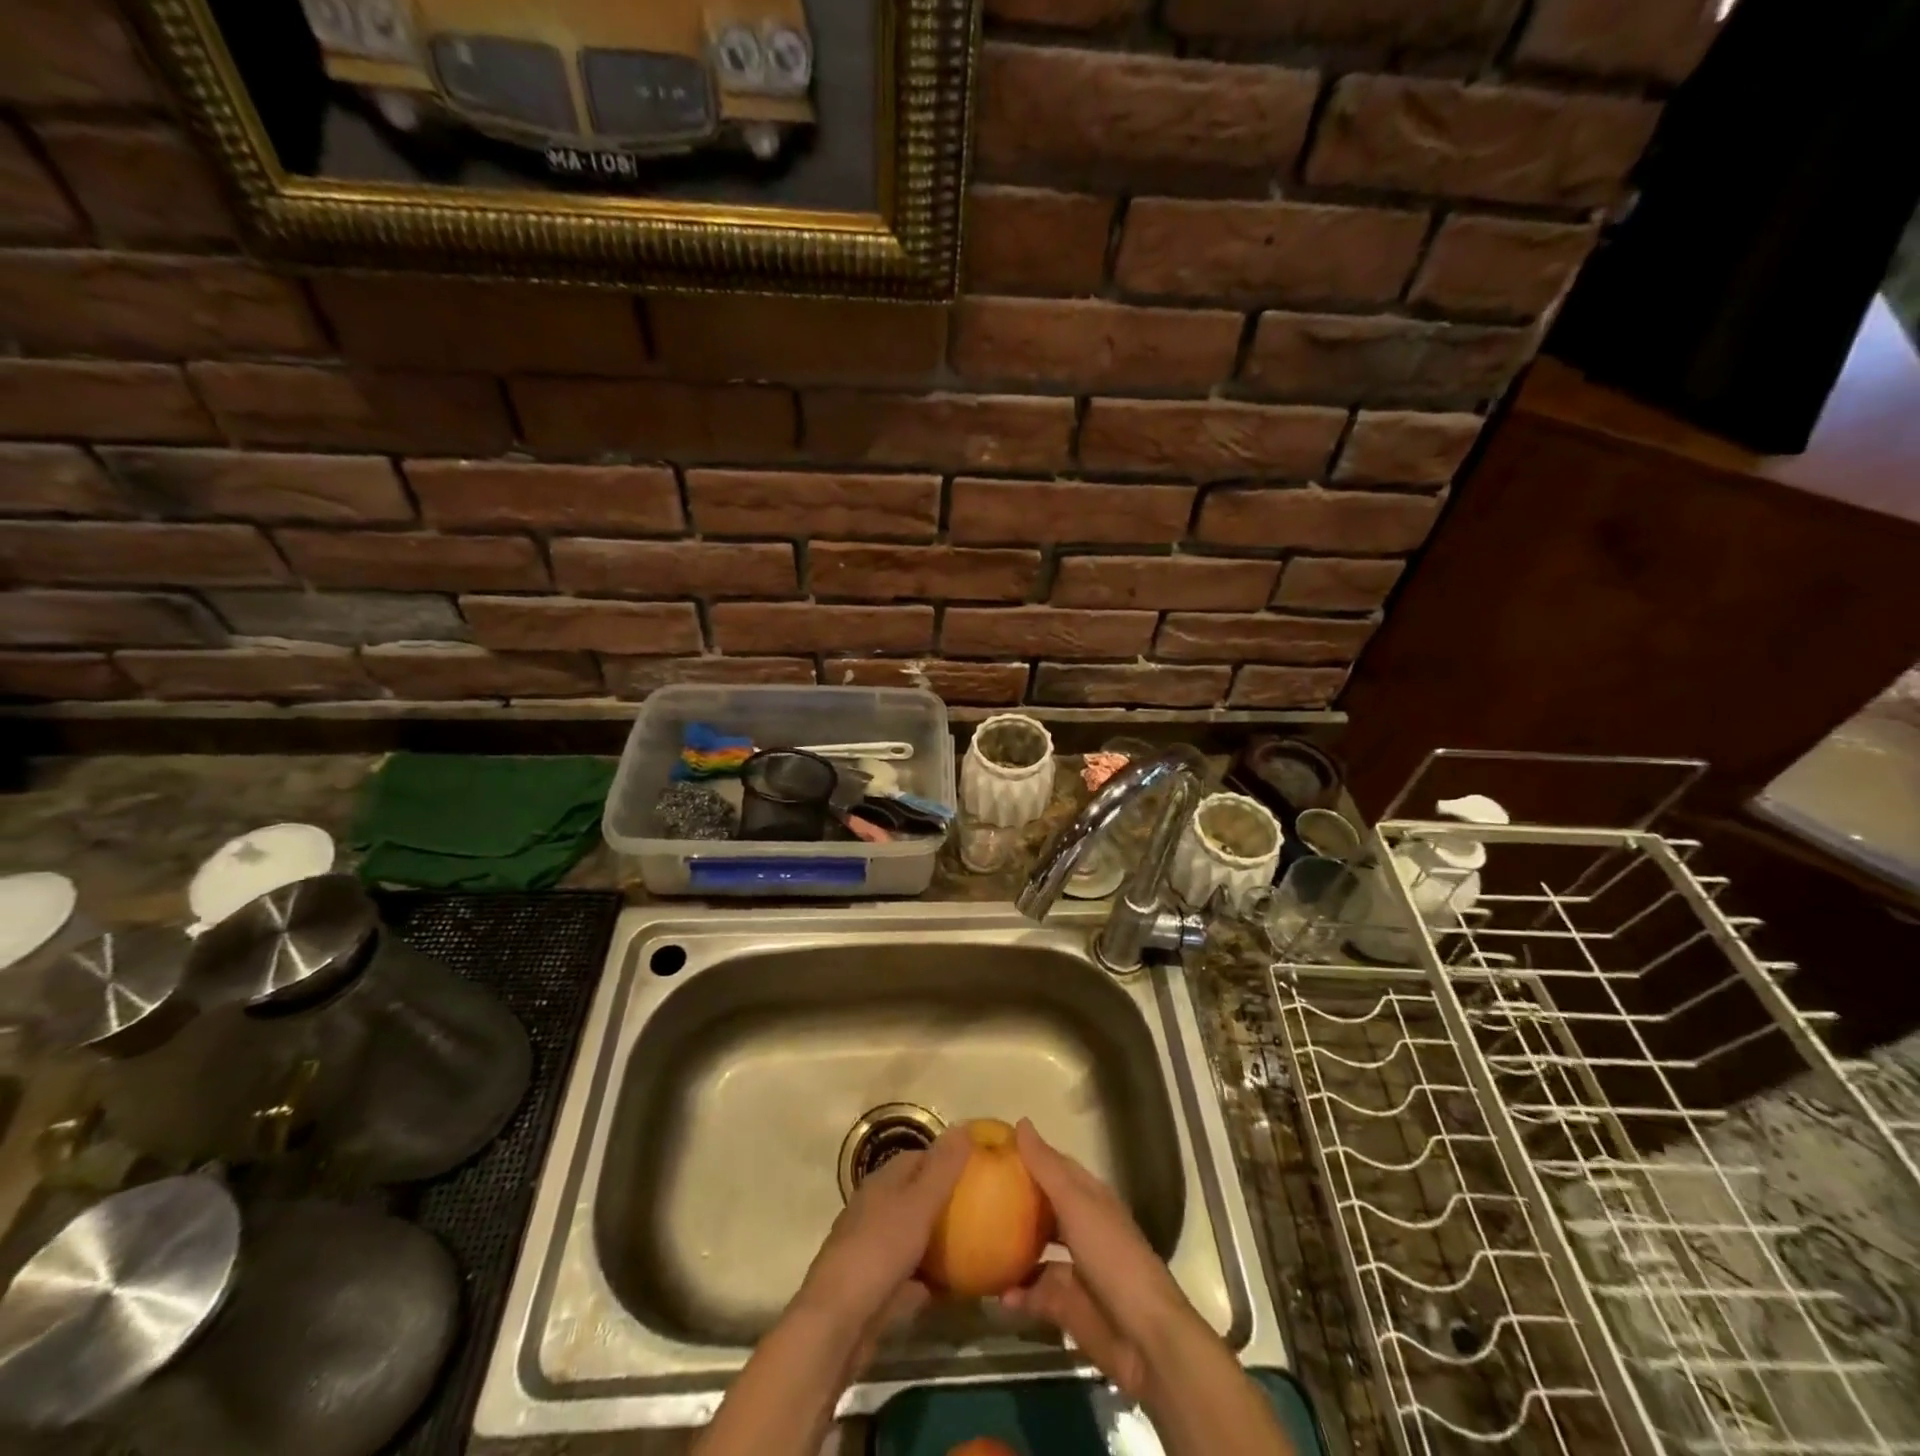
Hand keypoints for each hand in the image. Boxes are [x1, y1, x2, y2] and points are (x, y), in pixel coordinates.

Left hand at [791, 1127, 969, 1367]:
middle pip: (916, 1196)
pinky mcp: (875, 1286)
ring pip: (913, 1236)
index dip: (947, 1159)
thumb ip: (942, 1168)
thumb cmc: (880, 1252)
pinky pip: (910, 1274)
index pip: (919, 1157)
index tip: (978, 1171)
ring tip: (976, 1246)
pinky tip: (955, 1288)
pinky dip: (929, 1277)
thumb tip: (964, 1125)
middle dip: (946, 1201)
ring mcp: (873, 1248)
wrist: (837, 1324)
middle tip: (982, 1211)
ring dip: (938, 1240)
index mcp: (883, 1182)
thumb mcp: (918, 1205)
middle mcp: (875, 1209)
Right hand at [999, 1118, 1200, 1400]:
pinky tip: (993, 1292)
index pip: (1054, 1166)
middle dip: (1012, 1202)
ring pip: (1034, 1252)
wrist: (1145, 1338)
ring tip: (974, 1242)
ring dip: (1008, 1249)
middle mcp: (1080, 1228)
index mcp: (1088, 1198)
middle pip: (1042, 1208)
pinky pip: (1033, 1295)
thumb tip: (1021, 1122)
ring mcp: (1073, 1269)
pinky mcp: (1066, 1307)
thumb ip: (1047, 1168)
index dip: (1027, 1155)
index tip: (991, 1147)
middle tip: (972, 1194)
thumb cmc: (1113, 1257)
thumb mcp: (1077, 1205)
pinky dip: (1014, 1294)